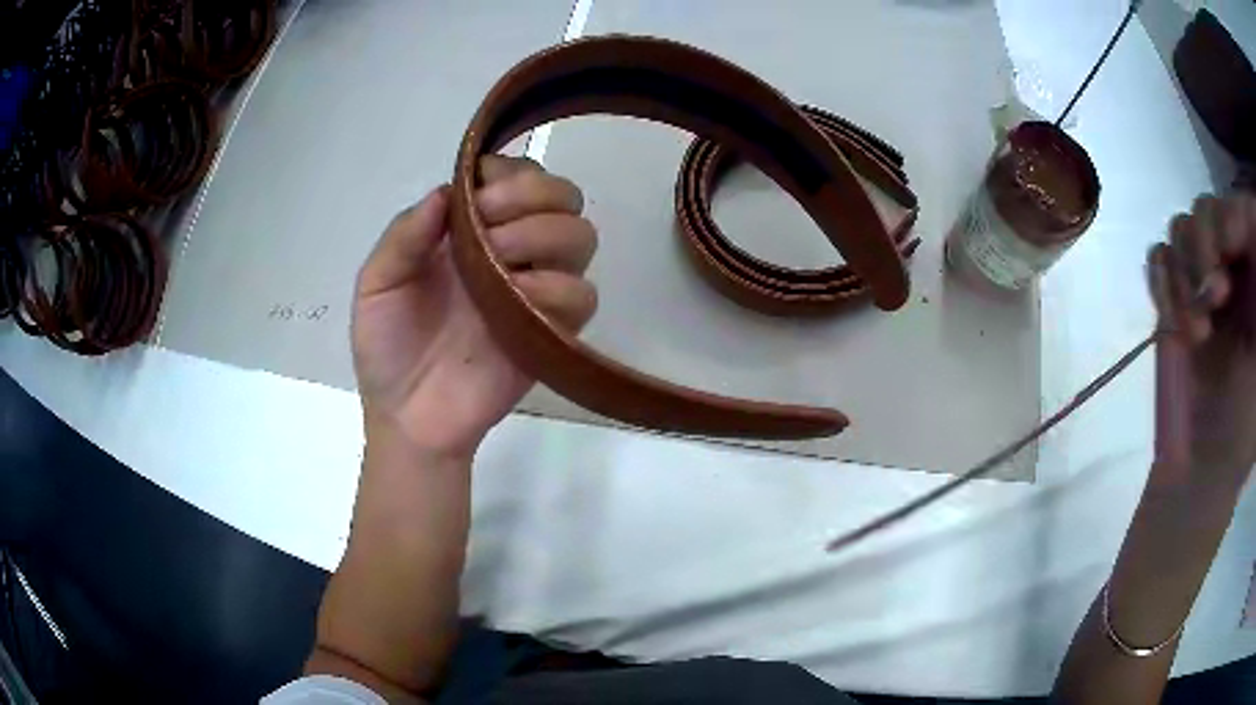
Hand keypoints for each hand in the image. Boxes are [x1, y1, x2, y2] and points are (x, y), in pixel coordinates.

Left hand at [352, 156, 597, 457]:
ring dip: (546, 236)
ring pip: (582, 237)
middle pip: (563, 197)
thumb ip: (405, 235)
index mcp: (471, 231)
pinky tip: (520, 302)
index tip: (479, 192)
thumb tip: (446, 191)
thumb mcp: (376, 283)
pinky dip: (557, 288)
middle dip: (534, 196)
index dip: (509, 172)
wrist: (407, 416)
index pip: (519, 176)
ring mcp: (536, 290)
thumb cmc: (386, 347)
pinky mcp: (553, 332)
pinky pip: (583, 296)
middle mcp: (512, 250)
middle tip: (492, 224)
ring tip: (503, 261)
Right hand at [1148, 193, 1255, 495]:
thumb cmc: (1246, 423)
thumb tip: (1254, 227)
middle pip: (1209, 208)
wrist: (1204, 470)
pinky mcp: (1173, 304)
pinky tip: (1180, 330)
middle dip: (1207, 242)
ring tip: (1200, 332)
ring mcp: (1201, 285)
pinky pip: (1158, 260)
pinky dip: (1164, 287)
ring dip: (1186, 275)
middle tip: (1217, 296)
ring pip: (1181, 228)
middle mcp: (1231, 269)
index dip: (1233, 212)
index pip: (1242, 208)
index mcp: (1254, 275)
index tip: (1230, 246)